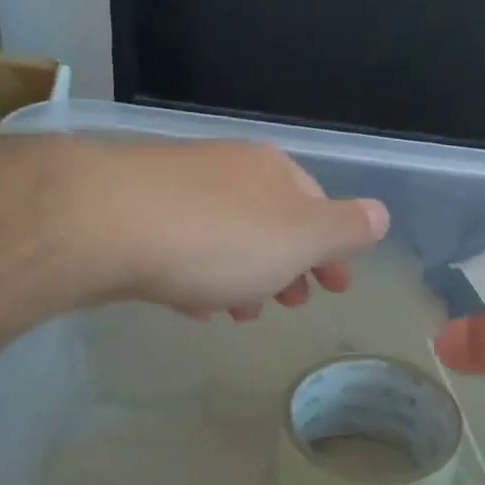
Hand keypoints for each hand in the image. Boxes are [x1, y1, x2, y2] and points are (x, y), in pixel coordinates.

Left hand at [83, 139, 388, 319]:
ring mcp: (178, 188)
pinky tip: (192, 302)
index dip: (333, 248)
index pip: (318, 206)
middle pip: (272, 221)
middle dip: (288, 265)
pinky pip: (182, 247)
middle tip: (292, 304)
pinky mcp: (134, 213)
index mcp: (275, 172)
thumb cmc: (220, 237)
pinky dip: (199, 274)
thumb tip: (380, 214)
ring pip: (227, 236)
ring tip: (240, 314)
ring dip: (244, 275)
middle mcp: (229, 170)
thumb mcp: (302, 237)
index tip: (337, 287)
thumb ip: (345, 228)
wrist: (104, 221)